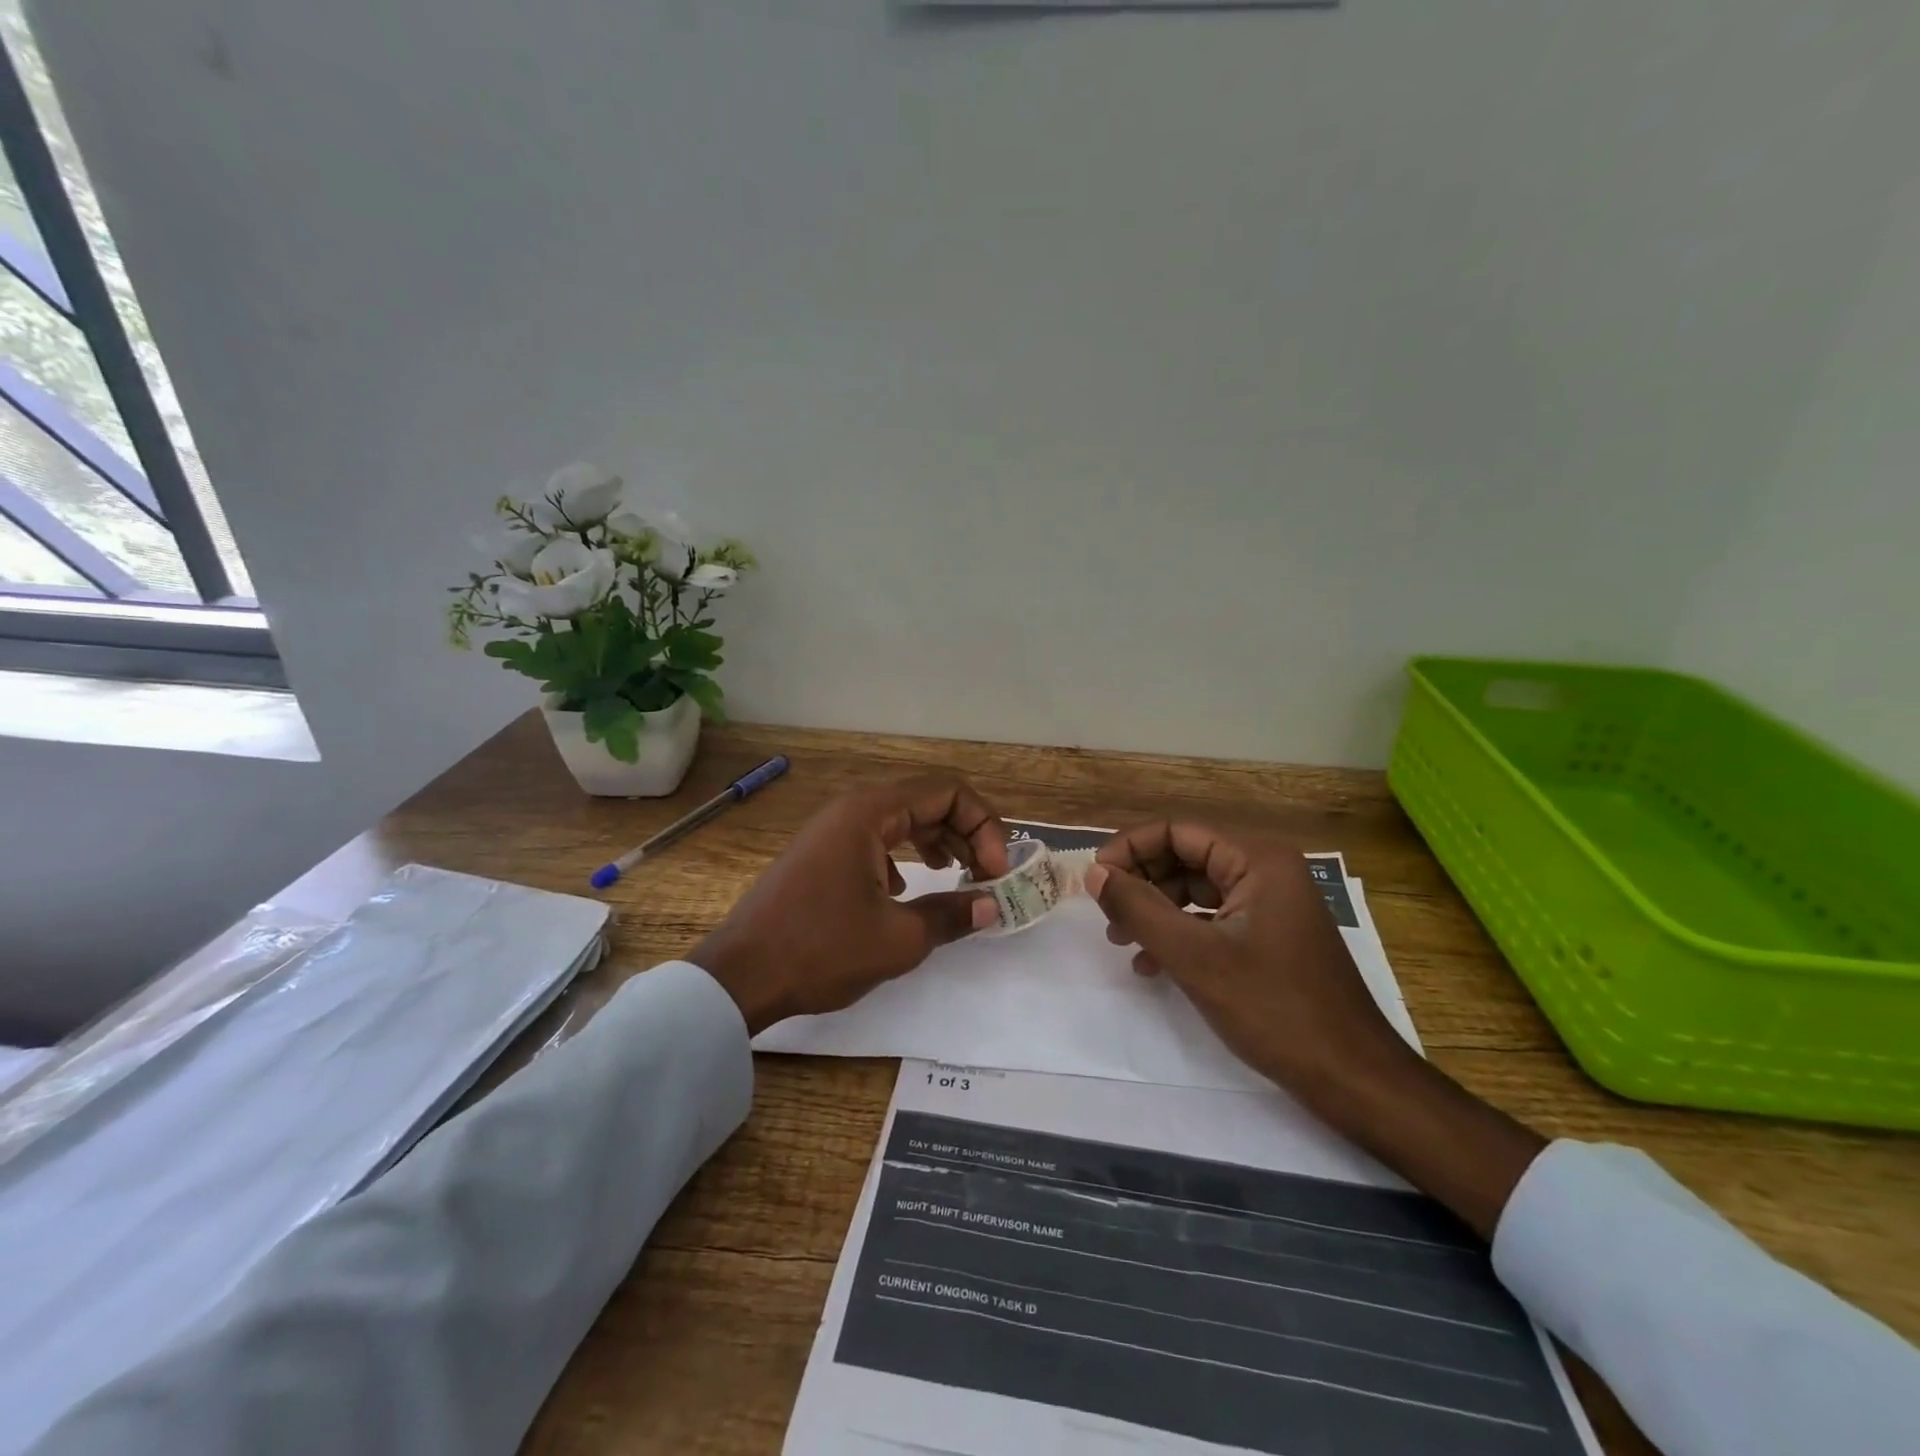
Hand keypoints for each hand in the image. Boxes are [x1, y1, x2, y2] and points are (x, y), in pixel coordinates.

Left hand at [688, 774, 1009, 1033]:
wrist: (740, 977)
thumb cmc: (820, 949)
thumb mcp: (898, 939)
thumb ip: (952, 915)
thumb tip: (991, 906)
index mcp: (870, 812)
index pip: (947, 792)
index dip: (983, 826)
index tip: (995, 872)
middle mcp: (852, 810)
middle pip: (926, 802)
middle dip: (966, 834)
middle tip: (987, 876)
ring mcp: (832, 832)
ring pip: (902, 822)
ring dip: (938, 844)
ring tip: (958, 877)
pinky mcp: (822, 856)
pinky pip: (876, 841)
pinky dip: (904, 857)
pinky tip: (907, 892)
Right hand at [1087, 822, 1544, 1238]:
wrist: (1352, 1077)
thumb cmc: (1274, 1008)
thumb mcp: (1195, 957)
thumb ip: (1138, 909)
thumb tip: (1094, 872)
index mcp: (1257, 859)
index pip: (1177, 832)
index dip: (1129, 849)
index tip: (1094, 880)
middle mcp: (1265, 870)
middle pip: (1185, 858)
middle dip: (1140, 882)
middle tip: (1105, 915)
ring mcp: (1270, 904)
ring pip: (1195, 890)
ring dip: (1155, 911)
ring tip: (1121, 941)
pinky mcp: (1269, 935)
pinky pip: (1212, 919)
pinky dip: (1179, 934)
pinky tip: (1152, 964)